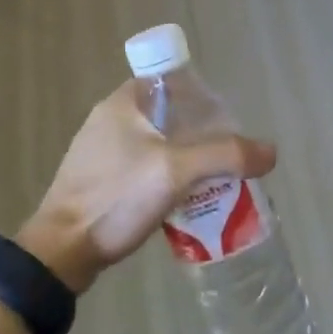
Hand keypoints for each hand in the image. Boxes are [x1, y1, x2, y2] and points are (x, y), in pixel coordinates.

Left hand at [17, 82, 276, 293]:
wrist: (62, 251)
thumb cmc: (115, 198)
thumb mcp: (175, 171)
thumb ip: (225, 156)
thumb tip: (270, 152)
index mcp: (124, 101)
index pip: (173, 82)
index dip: (203, 98)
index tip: (226, 124)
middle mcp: (109, 118)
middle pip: (169, 115)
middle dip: (199, 134)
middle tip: (226, 157)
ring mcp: (100, 151)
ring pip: (156, 145)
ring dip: (184, 159)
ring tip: (212, 182)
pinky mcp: (98, 180)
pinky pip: (142, 169)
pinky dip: (164, 179)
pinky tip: (182, 202)